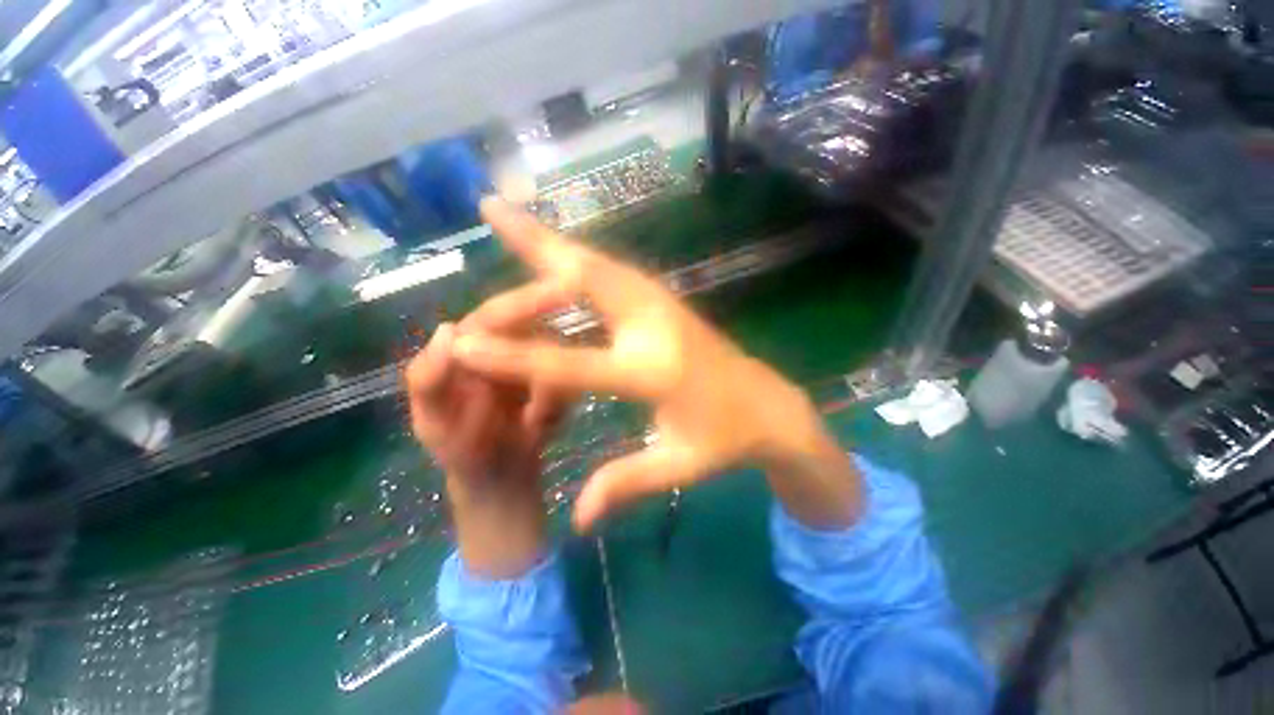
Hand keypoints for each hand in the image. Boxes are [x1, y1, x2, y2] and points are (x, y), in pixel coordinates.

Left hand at [405, 286, 572, 483]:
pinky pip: (572, 384)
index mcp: (471, 350)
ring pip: (562, 362)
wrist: (500, 481)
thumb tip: (448, 328)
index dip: (525, 304)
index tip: (561, 297)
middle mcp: (506, 350)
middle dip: (544, 379)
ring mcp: (536, 367)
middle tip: (540, 412)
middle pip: (542, 337)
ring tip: (537, 425)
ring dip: (554, 397)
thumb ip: (429, 379)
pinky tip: (544, 427)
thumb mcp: (434, 423)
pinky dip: (562, 406)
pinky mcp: (557, 385)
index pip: (497, 316)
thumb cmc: (460, 453)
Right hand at [451, 199, 862, 530]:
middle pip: (587, 277)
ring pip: (597, 262)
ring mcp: (661, 304)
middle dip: (533, 248)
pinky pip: (609, 270)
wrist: (769, 405)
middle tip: (489, 213)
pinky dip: (574, 254)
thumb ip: (625, 485)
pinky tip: (553, 246)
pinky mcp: (663, 299)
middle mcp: (654, 324)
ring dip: (551, 240)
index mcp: (654, 371)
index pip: (572, 362)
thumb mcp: (679, 467)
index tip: (462, 343)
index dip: (515, 355)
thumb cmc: (726, 439)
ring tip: (506, 213)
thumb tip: (577, 520)